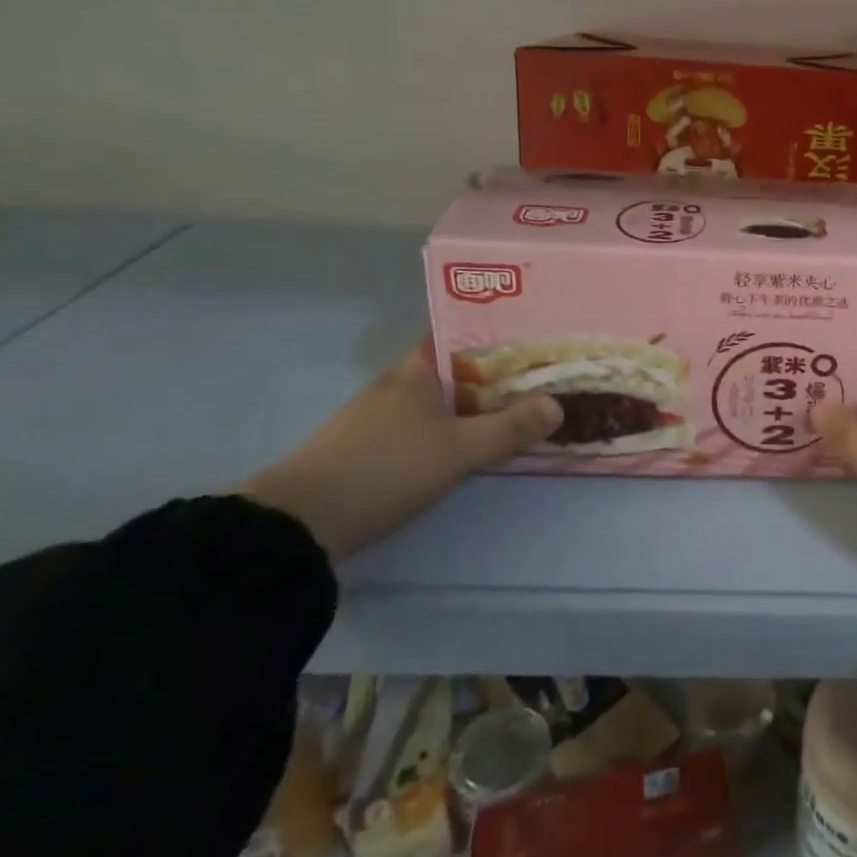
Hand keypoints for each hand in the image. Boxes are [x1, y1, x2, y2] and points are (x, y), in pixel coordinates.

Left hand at [237, 337, 560, 561]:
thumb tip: (557, 405)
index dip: (493, 332)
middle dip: (493, 373)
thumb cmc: (385, 470)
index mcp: (415, 371)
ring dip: (472, 404)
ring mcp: (378, 417)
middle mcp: (396, 385)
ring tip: (514, 410)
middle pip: (453, 369)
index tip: (531, 338)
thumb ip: (509, 428)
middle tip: (537, 378)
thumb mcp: (459, 450)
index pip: (457, 334)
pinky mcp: (368, 448)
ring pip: (439, 400)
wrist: (299, 524)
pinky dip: (451, 428)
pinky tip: (469, 445)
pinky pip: (424, 426)